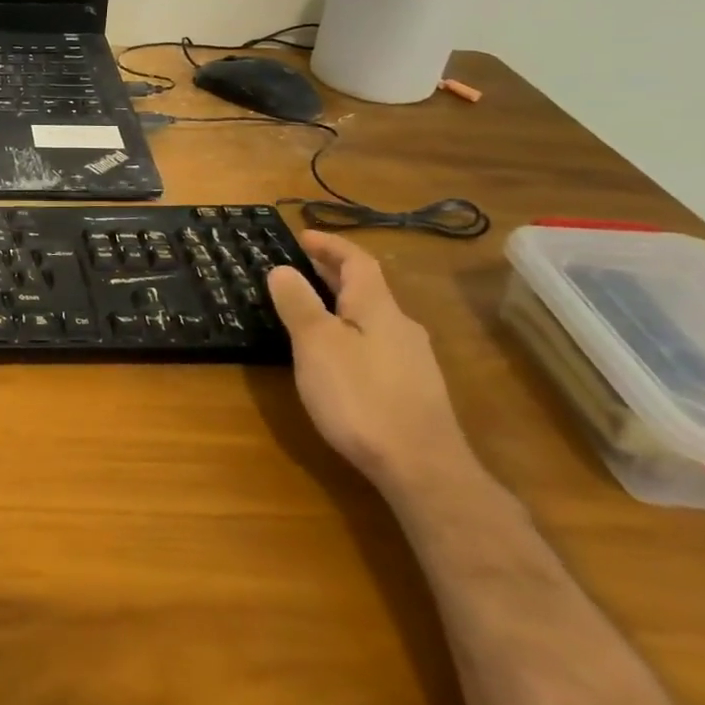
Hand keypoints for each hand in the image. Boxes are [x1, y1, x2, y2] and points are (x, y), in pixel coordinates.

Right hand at [266, 232, 474, 497]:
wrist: (421, 468)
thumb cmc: (360, 396)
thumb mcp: (316, 344)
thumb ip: (298, 304)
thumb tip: (283, 270)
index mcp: (377, 308)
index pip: (357, 262)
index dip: (330, 245)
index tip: (303, 236)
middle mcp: (400, 327)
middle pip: (366, 288)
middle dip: (333, 273)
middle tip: (299, 267)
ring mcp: (411, 361)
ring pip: (371, 318)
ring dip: (341, 304)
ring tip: (310, 308)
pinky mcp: (412, 391)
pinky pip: (375, 344)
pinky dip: (351, 333)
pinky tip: (336, 355)